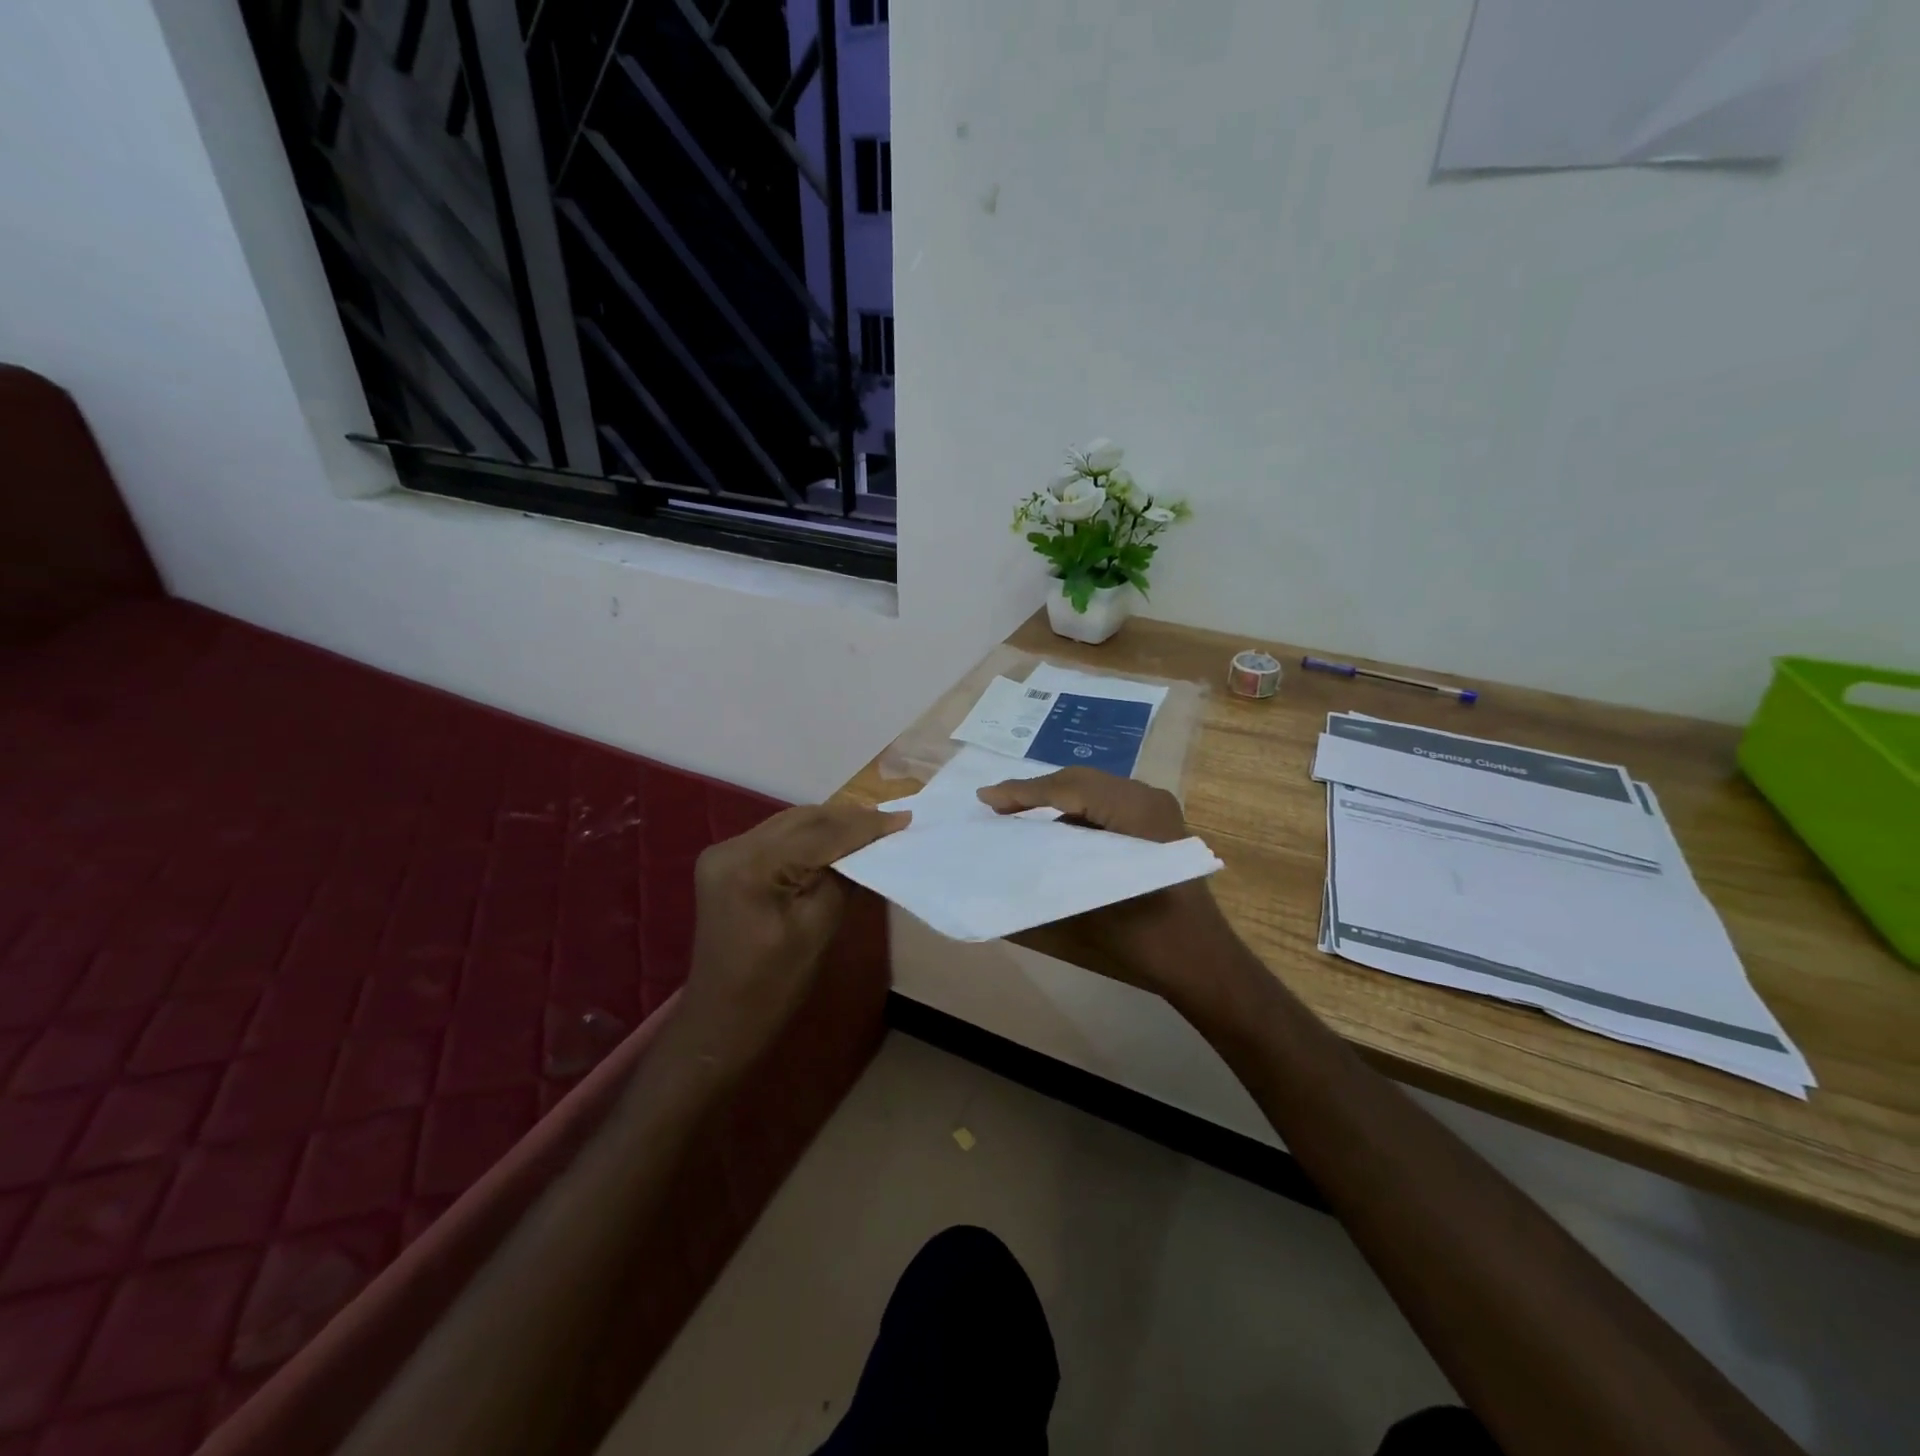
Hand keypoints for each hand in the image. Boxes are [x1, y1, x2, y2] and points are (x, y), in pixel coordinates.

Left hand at [680, 804, 907, 1066]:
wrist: (722, 1021)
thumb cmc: (773, 986)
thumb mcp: (818, 928)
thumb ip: (843, 878)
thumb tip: (870, 847)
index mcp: (750, 866)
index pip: (818, 834)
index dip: (864, 826)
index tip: (905, 818)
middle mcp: (731, 848)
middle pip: (801, 820)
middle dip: (849, 818)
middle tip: (893, 819)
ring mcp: (725, 853)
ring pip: (790, 823)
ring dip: (831, 823)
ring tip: (873, 825)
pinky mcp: (728, 863)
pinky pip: (777, 838)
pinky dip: (810, 836)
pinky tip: (837, 839)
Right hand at [976, 768, 1233, 1003]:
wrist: (1204, 963)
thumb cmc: (1148, 937)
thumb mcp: (1089, 903)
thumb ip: (1045, 870)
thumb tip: (1002, 860)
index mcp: (1135, 809)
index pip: (1069, 788)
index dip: (1023, 791)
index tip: (985, 798)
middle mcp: (1148, 798)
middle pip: (1081, 782)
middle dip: (1036, 791)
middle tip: (995, 804)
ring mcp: (1156, 811)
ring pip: (1093, 792)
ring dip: (1055, 801)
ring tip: (1017, 815)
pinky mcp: (1156, 827)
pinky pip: (1107, 808)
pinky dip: (1077, 815)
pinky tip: (1054, 833)